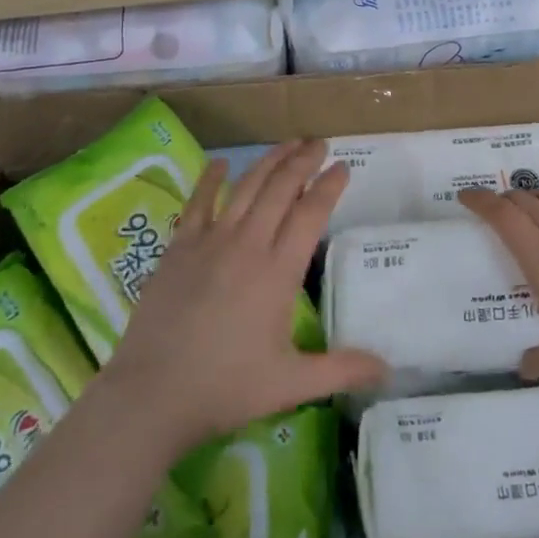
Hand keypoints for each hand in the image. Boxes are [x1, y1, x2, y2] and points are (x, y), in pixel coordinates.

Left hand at [101, 139, 385, 454]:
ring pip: (246, 188)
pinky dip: (211, 179)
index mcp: (278, 271)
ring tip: (288, 144)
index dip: (329, 186)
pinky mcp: (179, 248)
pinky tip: (220, 162)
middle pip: (280, 188)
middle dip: (303, 161)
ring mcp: (210, 241)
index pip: (311, 213)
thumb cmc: (225, 389)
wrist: (151, 394)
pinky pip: (198, 202)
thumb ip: (341, 370)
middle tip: (319, 143)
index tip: (343, 166)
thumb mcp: (291, 384)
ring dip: (269, 161)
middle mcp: (248, 245)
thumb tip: (387, 369)